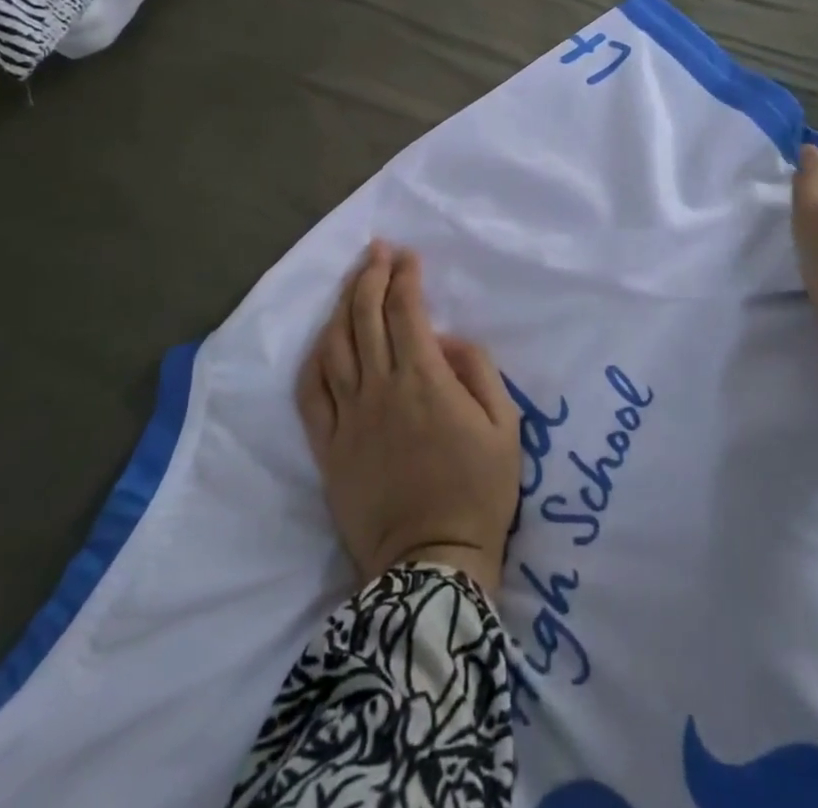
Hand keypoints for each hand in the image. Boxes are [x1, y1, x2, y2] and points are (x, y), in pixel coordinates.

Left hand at [297, 242, 520, 597]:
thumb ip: (477, 369)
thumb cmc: (478, 492)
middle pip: (364, 316)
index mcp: (423, 380)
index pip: (405, 310)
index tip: (408, 255)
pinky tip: (324, 338)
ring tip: (353, 281)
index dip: (405, 276)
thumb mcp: (505, 425)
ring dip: (342, 305)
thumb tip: (444, 340)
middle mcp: (379, 388)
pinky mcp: (328, 446)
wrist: (432, 565)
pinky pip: (311, 391)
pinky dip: (315, 356)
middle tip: (378, 251)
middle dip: (370, 275)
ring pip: (335, 345)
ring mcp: (348, 417)